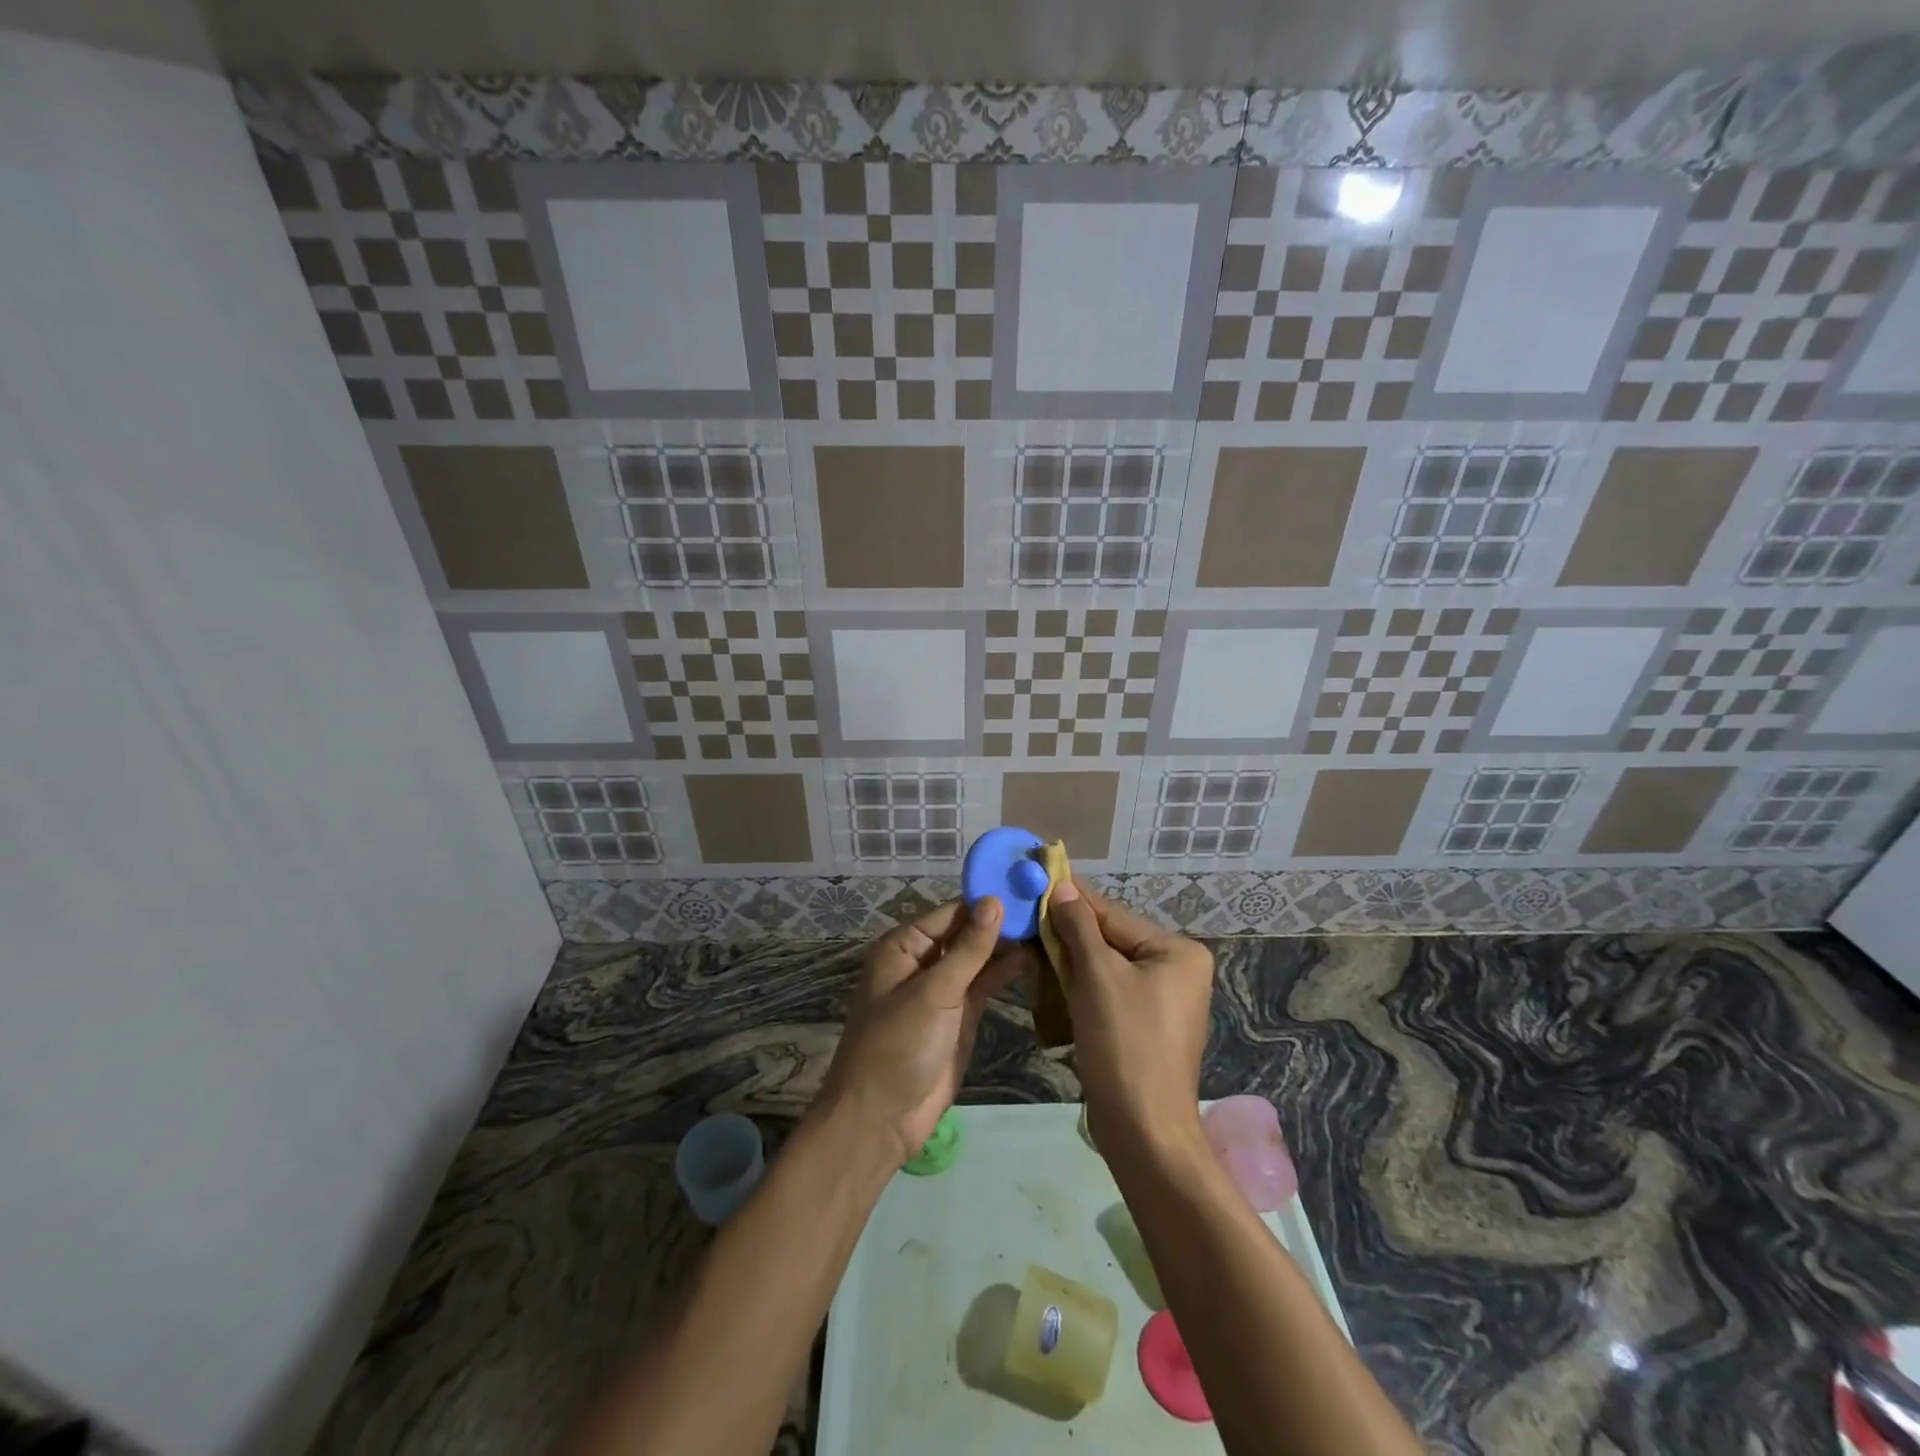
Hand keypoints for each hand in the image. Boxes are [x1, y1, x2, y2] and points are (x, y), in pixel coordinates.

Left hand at [817, 897, 1031, 1166]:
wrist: (882, 1119)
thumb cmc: (898, 1045)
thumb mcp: (934, 992)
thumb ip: (968, 948)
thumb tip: (995, 901)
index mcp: (904, 946)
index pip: (951, 913)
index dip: (986, 901)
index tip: (1027, 886)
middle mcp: (923, 961)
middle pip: (966, 932)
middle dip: (1001, 921)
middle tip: (1048, 903)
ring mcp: (943, 989)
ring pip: (979, 957)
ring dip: (1007, 945)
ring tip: (1049, 924)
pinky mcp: (961, 1014)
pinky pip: (985, 984)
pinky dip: (1006, 971)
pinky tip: (1035, 956)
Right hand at [1047, 877, 1214, 1159]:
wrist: (1143, 1131)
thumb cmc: (1125, 1044)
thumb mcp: (1098, 976)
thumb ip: (1079, 927)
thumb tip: (1062, 887)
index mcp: (1177, 952)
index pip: (1114, 915)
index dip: (1073, 900)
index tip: (1038, 877)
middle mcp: (1177, 970)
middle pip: (1111, 940)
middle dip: (1069, 933)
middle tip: (1027, 915)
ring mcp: (1162, 1001)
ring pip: (1106, 967)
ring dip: (1070, 960)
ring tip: (1032, 943)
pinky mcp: (1145, 1026)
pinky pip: (1109, 992)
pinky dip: (1081, 986)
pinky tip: (1051, 979)